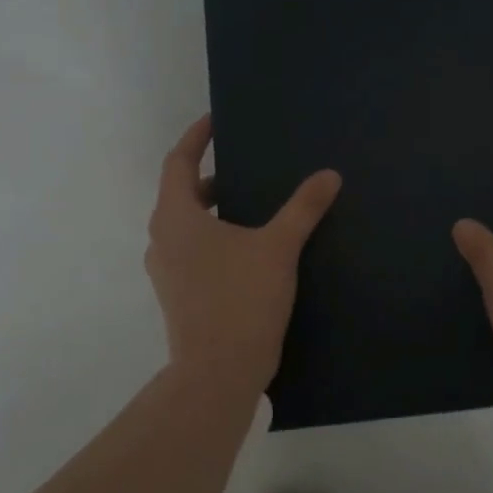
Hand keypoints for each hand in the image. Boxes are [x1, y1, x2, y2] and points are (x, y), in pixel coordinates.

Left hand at [145, 114, 340, 398]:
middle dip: (209, 177)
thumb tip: (329, 175)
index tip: (215, 121)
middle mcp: (162, 239)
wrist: (218, 372)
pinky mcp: (176, 295)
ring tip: (250, 207)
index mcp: (176, 216)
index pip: (179, 161)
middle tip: (244, 167)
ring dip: (212, 211)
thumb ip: (303, 208)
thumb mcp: (278, 248)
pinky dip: (212, 239)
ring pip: (186, 226)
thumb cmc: (241, 300)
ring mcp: (166, 270)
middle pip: (181, 193)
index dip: (196, 137)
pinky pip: (191, 252)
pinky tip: (245, 250)